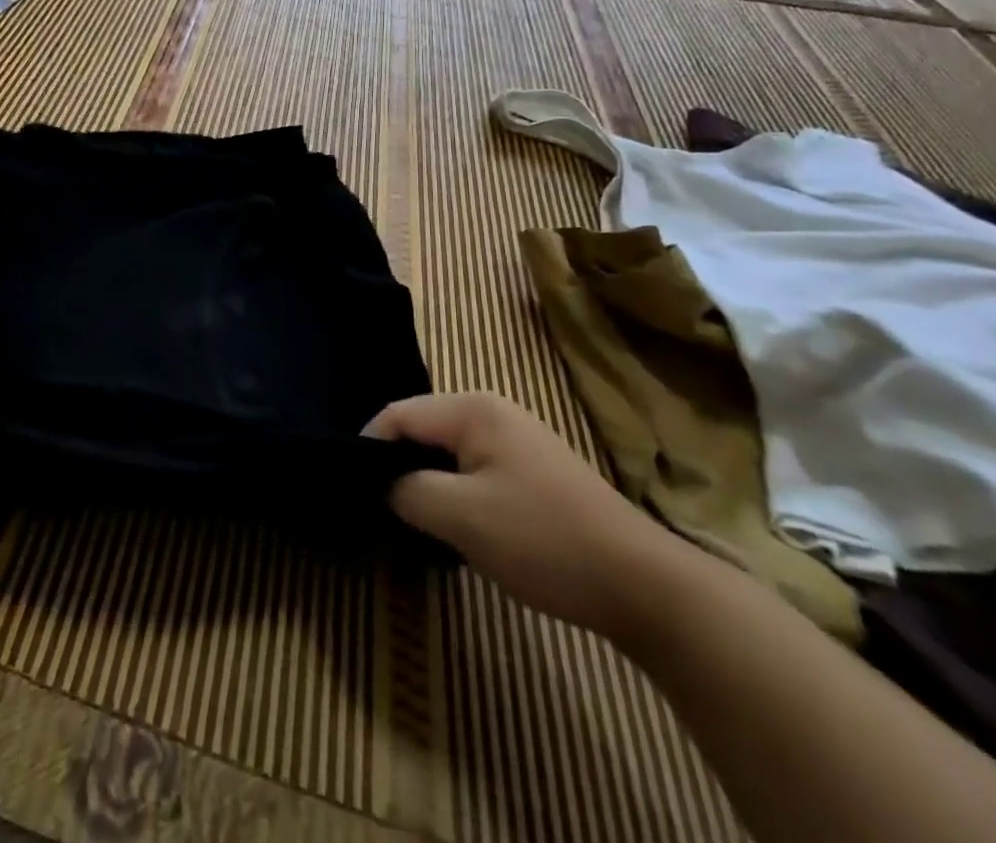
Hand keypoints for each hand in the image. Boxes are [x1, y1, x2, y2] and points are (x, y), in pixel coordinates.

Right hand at [365, 392, 681, 637]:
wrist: (642, 585)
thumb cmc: (543, 540)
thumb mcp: (461, 516)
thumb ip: (406, 492)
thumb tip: (381, 485)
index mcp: (473, 409)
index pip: (398, 414)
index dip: (368, 448)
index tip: (352, 489)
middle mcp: (493, 410)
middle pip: (422, 428)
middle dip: (398, 464)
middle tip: (380, 506)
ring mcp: (517, 438)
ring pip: (447, 451)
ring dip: (427, 480)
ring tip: (413, 518)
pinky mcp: (533, 469)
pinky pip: (474, 467)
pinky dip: (455, 490)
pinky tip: (457, 523)